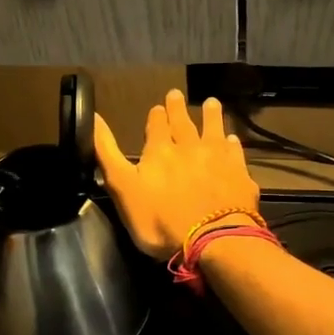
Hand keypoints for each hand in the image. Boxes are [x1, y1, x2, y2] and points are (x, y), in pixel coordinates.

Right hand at [93, 90, 261, 261]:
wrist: (213, 240)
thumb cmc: (160, 220)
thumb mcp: (122, 188)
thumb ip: (107, 152)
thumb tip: (94, 116)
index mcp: (159, 151)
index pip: (156, 126)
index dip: (156, 115)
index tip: (157, 106)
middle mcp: (189, 147)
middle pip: (183, 123)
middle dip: (178, 109)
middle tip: (178, 94)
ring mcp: (218, 160)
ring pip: (214, 130)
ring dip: (211, 116)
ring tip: (212, 102)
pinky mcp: (239, 175)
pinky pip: (235, 153)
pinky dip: (233, 143)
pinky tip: (233, 139)